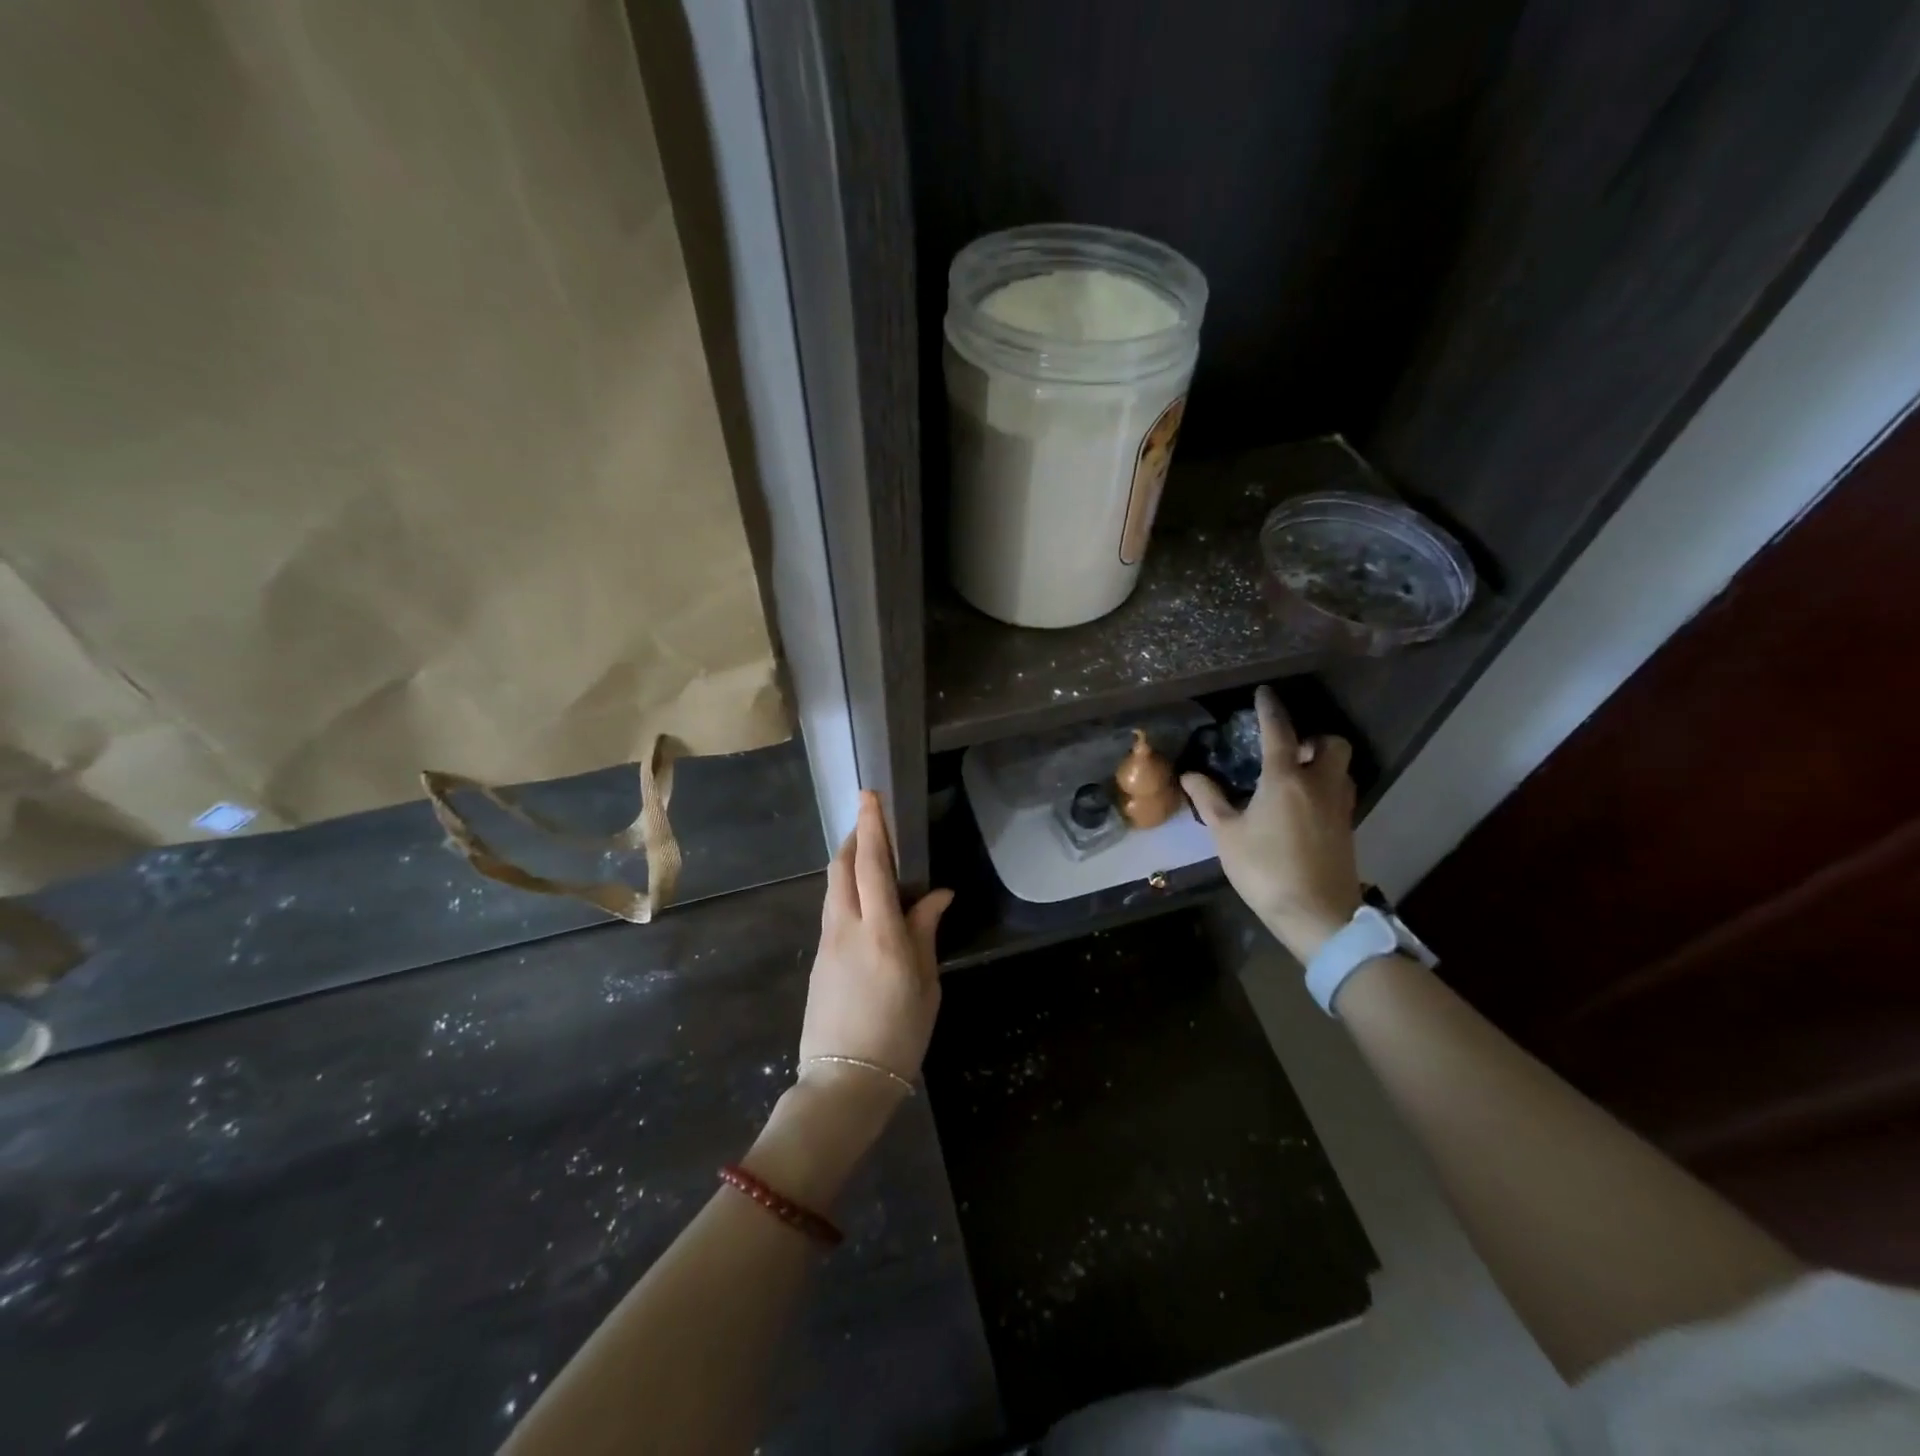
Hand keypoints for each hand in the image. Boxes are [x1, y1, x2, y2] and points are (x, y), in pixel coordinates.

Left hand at [797, 791, 953, 1091]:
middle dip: (854, 839)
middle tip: (873, 824)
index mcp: (881, 933)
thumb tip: (938, 895)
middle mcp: (847, 929)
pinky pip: (833, 911)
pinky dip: (846, 892)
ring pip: (834, 888)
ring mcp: (827, 944)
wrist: (844, 1083)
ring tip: (870, 859)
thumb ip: (926, 932)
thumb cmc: (898, 1035)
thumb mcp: (925, 985)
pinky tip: (865, 903)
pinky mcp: (819, 960)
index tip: (870, 796)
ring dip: (848, 864)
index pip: (871, 865)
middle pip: (842, 868)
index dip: (872, 827)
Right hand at [1183, 686, 1362, 962]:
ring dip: (1323, 762)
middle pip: (1331, 744)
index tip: (1264, 694)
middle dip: (1313, 739)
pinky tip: (1304, 807)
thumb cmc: (1265, 869)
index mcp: (1285, 779)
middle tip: (1289, 751)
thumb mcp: (1226, 835)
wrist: (1317, 914)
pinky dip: (1326, 787)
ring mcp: (1339, 806)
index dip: (1270, 709)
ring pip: (1341, 768)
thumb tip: (1190, 775)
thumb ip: (1209, 800)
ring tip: (1295, 777)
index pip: (1279, 731)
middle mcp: (1319, 784)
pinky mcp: (1347, 828)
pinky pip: (1341, 792)